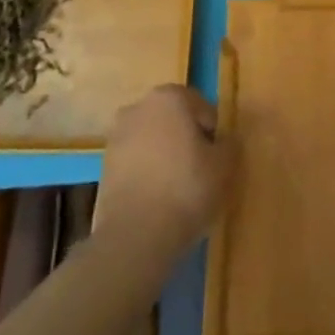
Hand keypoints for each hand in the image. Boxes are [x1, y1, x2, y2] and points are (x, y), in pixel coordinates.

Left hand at [94, 85, 234, 259]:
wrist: (135, 237)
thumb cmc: (186, 189)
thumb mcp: (225, 166)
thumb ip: (230, 144)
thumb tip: (226, 140)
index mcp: (170, 97)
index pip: (202, 109)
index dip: (213, 135)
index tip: (216, 161)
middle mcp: (139, 107)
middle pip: (174, 121)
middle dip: (187, 141)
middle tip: (200, 173)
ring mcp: (117, 136)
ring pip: (153, 141)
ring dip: (165, 157)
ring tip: (178, 191)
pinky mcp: (104, 166)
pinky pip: (136, 163)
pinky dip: (147, 174)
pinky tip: (157, 200)